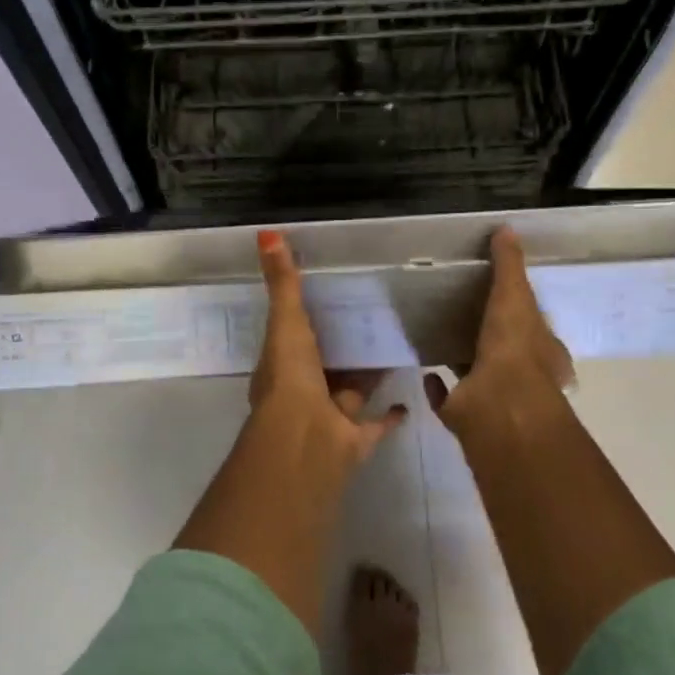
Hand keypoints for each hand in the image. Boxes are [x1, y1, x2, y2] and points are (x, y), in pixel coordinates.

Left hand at [250, 231, 406, 465]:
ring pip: (351, 392)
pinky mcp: (356, 439)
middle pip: (325, 366)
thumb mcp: (287, 322)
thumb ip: (282, 282)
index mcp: (283, 367)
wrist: (307, 442)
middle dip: (340, 349)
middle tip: (367, 321)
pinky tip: (407, 398)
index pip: (294, 339)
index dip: (305, 322)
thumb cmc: (291, 378)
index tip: (327, 299)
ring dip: (366, 375)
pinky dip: (390, 415)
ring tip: (390, 348)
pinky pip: (376, 424)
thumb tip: (266, 233)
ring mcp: (330, 418)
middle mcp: (304, 393)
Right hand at [425, 227, 573, 434]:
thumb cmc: (515, 349)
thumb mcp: (515, 296)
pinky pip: (449, 399)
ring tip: (442, 338)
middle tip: (466, 316)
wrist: (497, 406)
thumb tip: (506, 228)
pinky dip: (438, 387)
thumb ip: (509, 265)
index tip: (504, 300)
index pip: (537, 331)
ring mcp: (494, 400)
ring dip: (464, 359)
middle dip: (491, 338)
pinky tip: (426, 372)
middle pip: (507, 354)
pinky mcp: (466, 415)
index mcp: (544, 354)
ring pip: (478, 375)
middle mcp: (524, 379)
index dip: (525, 316)